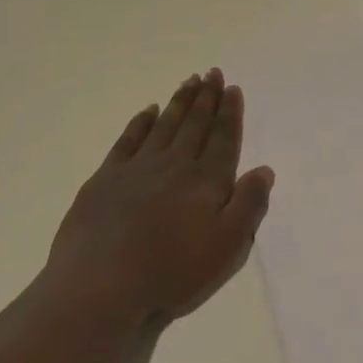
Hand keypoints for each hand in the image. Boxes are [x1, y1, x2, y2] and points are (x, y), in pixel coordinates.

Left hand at [45, 69, 274, 329]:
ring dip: (179, 102)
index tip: (232, 88)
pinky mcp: (105, 181)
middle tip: (212, 72)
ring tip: (189, 81)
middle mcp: (175, 165)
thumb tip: (263, 170)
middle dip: (206, 97)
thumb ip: (249, 205)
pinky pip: (128, 141)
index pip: (223, 138)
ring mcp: (137, 169)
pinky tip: (148, 112)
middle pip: (195, 124)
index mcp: (207, 180)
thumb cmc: (171, 273)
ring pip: (165, 126)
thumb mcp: (228, 247)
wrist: (98, 290)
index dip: (229, 112)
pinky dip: (141, 123)